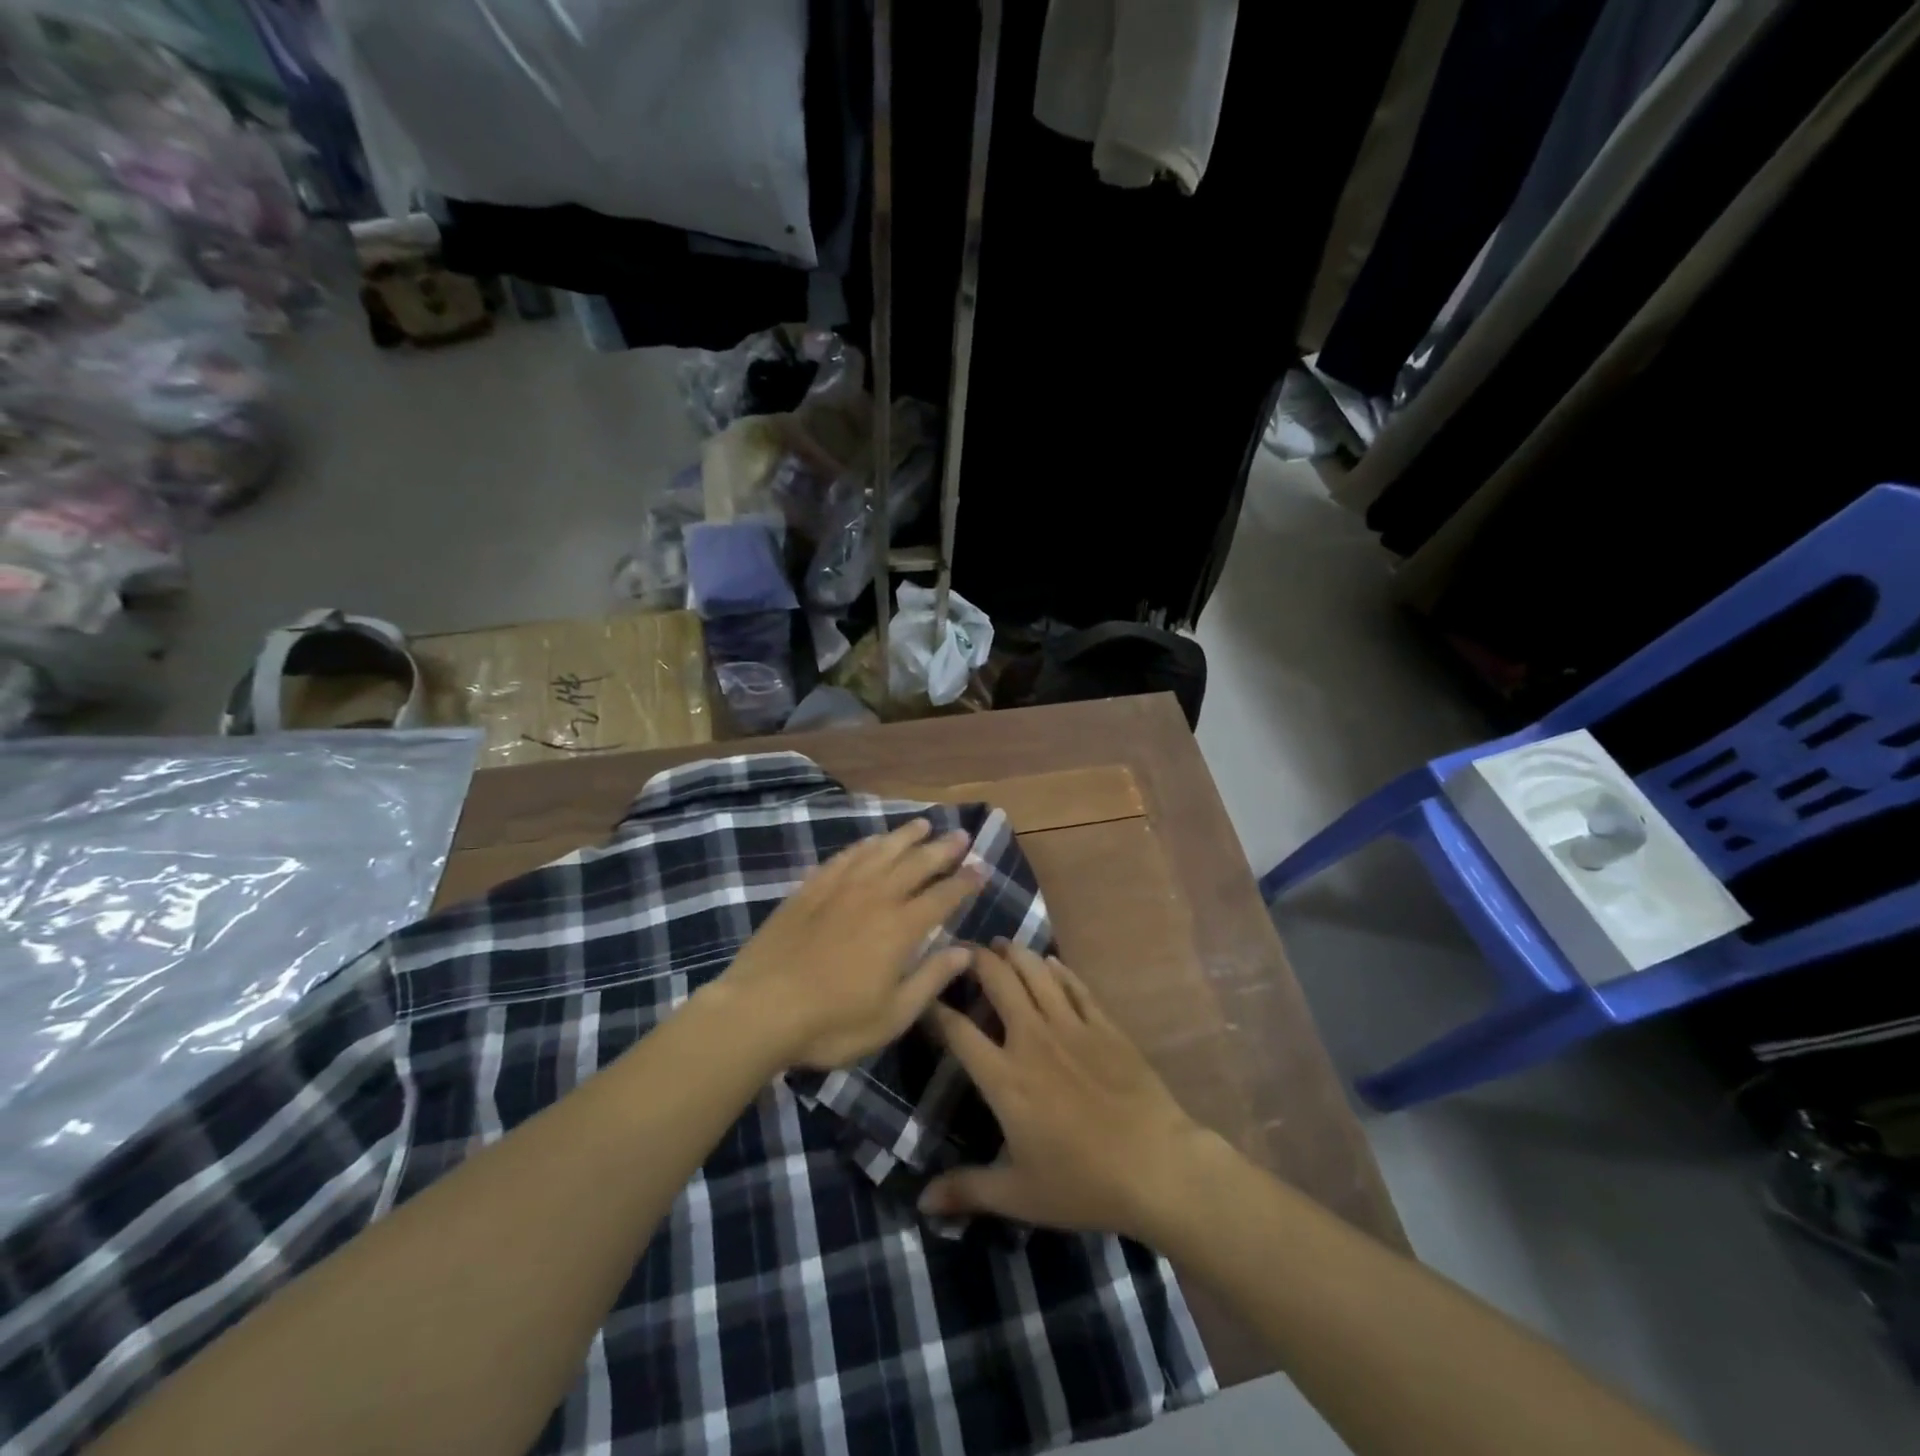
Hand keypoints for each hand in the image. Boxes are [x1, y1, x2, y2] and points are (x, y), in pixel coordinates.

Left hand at [716, 818, 981, 1069]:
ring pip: (881, 852)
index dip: (965, 882)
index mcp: (900, 929)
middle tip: (961, 835)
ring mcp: (840, 889)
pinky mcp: (810, 889)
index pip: (943, 897)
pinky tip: (871, 842)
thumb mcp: (892, 1016)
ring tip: (923, 825)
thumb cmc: (832, 1022)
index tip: (982, 869)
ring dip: (905, 837)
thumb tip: (965, 952)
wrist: (760, 1009)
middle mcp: (875, 898)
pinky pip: (845, 857)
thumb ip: (930, 979)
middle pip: (916, 865)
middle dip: (942, 849)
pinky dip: (864, 846)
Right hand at [919, 940, 1207, 1240]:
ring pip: (1036, 972)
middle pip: (998, 981)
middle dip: (975, 960)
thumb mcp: (1019, 1196)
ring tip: (999, 944)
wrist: (1157, 1166)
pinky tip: (1050, 962)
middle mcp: (1032, 1039)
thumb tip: (923, 1202)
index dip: (935, 1009)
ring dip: (1014, 953)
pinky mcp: (1104, 1025)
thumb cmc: (1083, 1183)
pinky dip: (1058, 969)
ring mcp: (1071, 1026)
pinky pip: (1075, 986)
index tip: (923, 995)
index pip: (958, 1031)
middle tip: (961, 949)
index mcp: (1005, 1078)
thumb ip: (968, 1191)